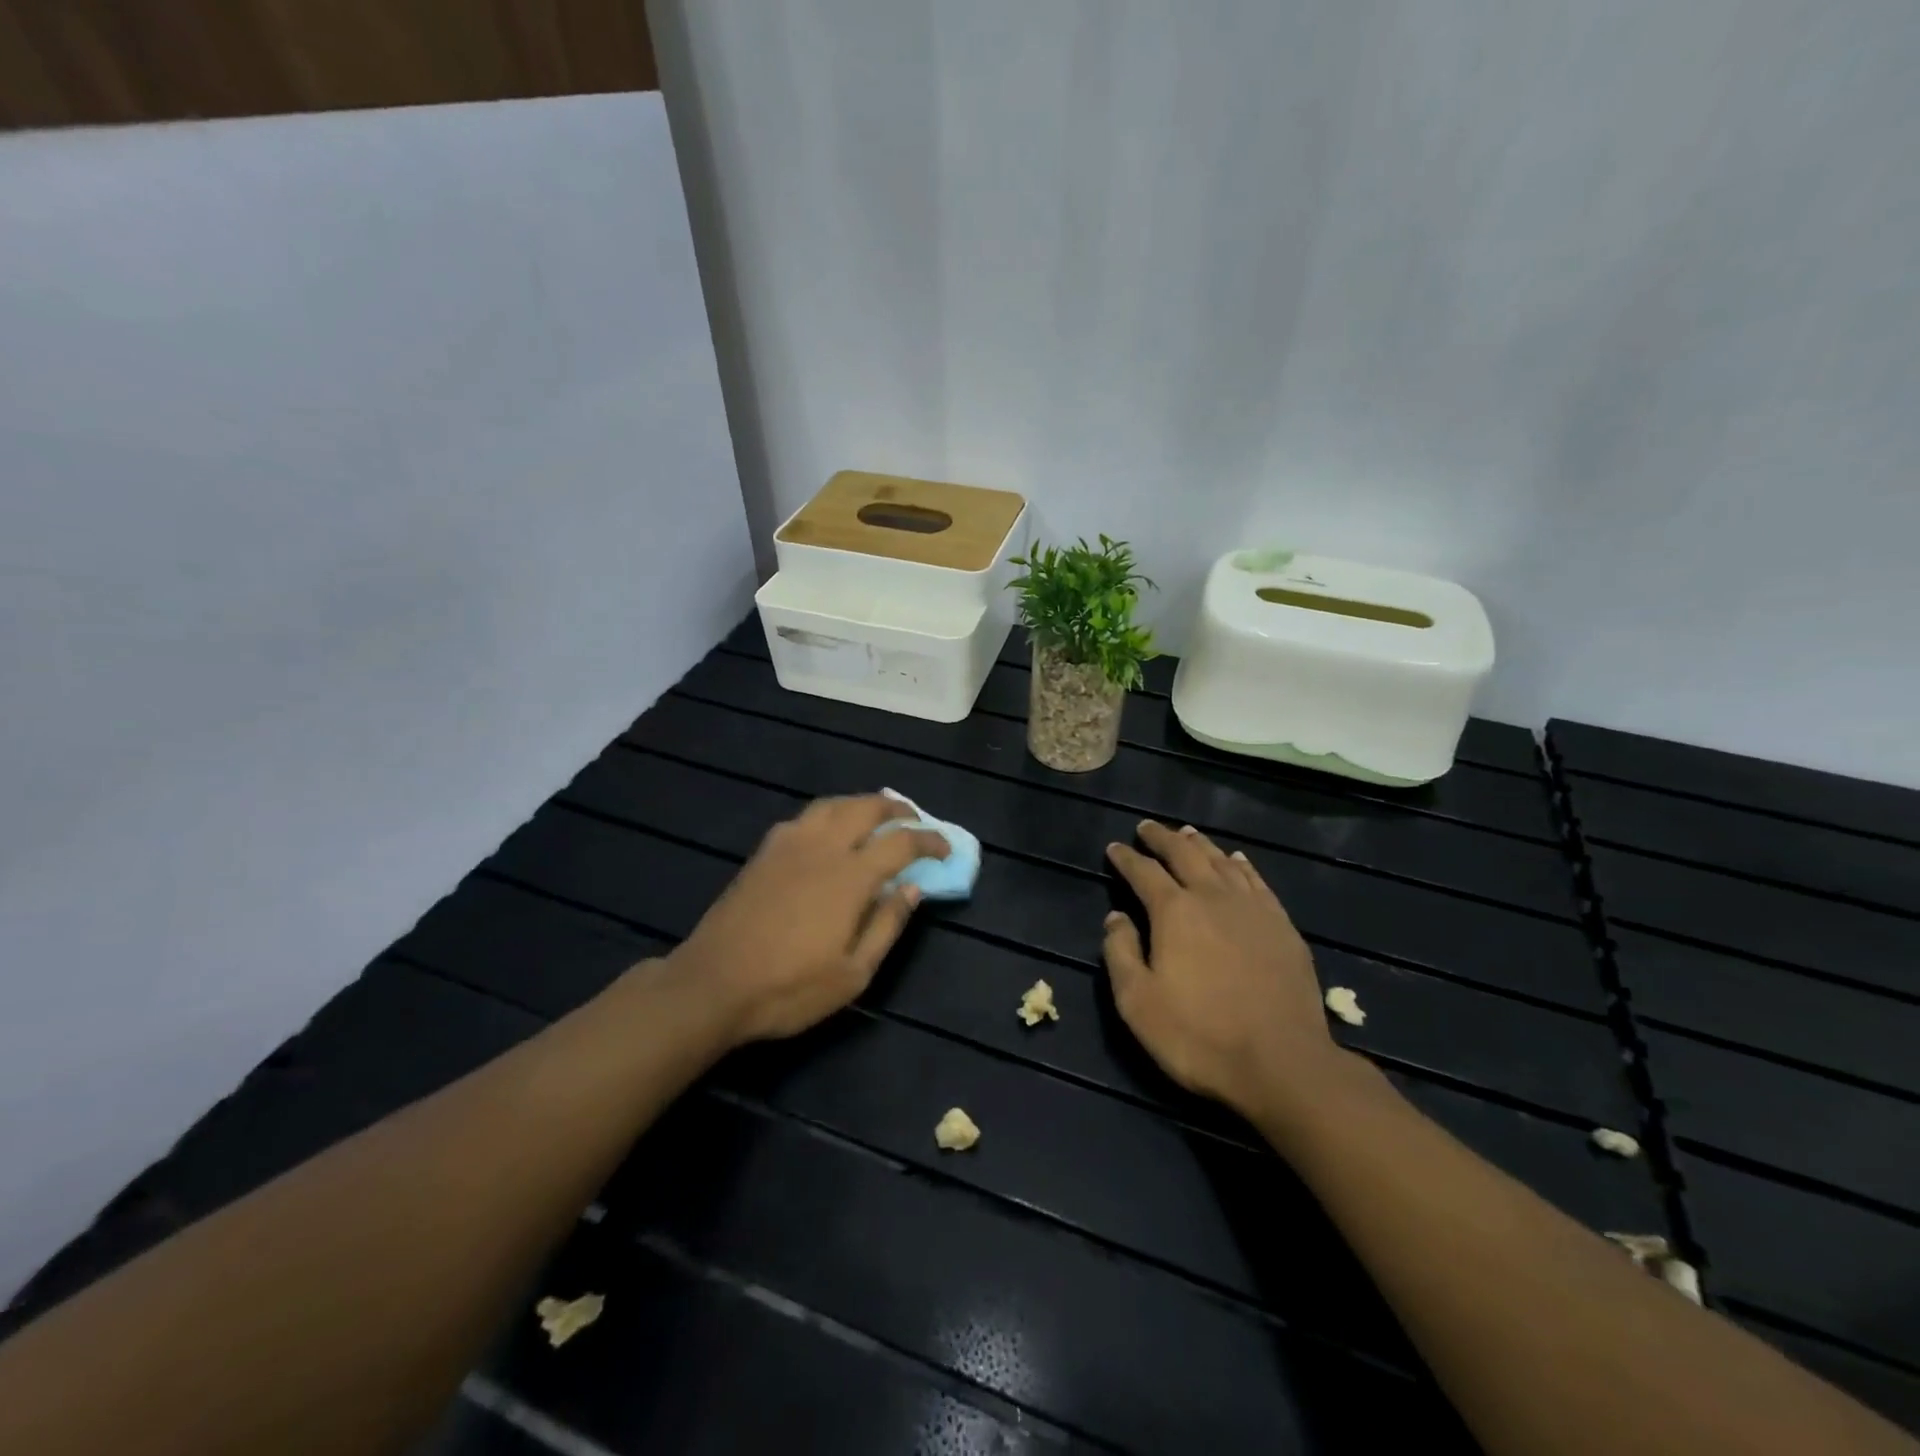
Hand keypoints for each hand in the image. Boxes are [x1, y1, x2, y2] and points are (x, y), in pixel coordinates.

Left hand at [668, 795, 948, 1044]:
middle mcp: (822, 848)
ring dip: (861, 803)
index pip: (901, 842)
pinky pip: (804, 817)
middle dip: (897, 809)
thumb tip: (912, 889)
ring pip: (833, 805)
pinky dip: (829, 814)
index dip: (929, 840)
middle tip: (913, 820)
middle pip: (866, 808)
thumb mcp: (853, 974)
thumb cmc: (789, 988)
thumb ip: (887, 925)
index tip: (945, 849)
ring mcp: (788, 845)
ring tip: (875, 815)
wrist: (712, 984)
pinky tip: (828, 831)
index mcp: (850, 877)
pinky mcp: (764, 852)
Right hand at [1103, 821, 1341, 1120]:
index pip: (1143, 872)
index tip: (1114, 848)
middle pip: (1184, 854)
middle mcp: (1213, 897)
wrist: (1283, 1063)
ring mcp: (1253, 909)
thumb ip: (1120, 953)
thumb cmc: (1199, 1036)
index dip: (1126, 858)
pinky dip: (1242, 865)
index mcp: (1174, 911)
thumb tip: (1115, 917)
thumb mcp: (1138, 1002)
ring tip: (1188, 834)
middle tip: (1148, 827)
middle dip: (1162, 838)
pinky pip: (1257, 881)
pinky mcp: (1282, 926)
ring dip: (1200, 845)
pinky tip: (1237, 860)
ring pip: (1222, 862)